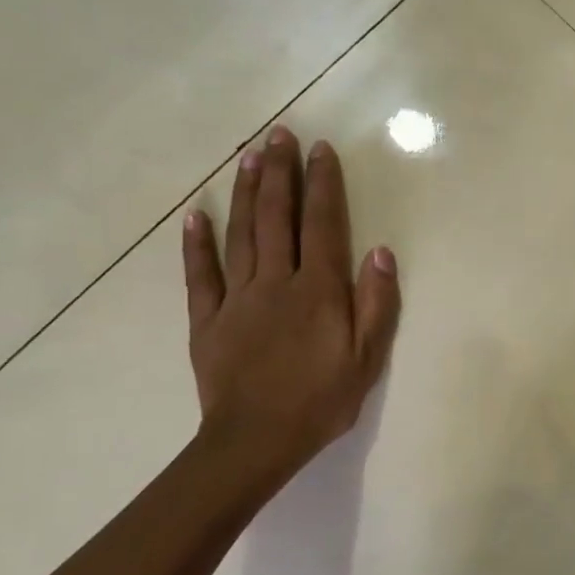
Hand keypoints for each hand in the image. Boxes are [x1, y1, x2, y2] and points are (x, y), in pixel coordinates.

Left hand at [182, 126, 399, 489]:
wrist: (257, 441)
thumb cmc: (322, 400)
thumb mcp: (368, 358)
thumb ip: (376, 303)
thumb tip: (379, 252)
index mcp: (319, 291)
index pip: (323, 225)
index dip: (324, 185)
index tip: (321, 150)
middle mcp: (277, 283)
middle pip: (278, 218)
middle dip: (280, 173)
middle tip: (279, 134)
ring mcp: (237, 298)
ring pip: (241, 235)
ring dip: (246, 193)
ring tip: (249, 156)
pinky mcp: (207, 320)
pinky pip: (199, 275)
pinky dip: (196, 244)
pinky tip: (195, 216)